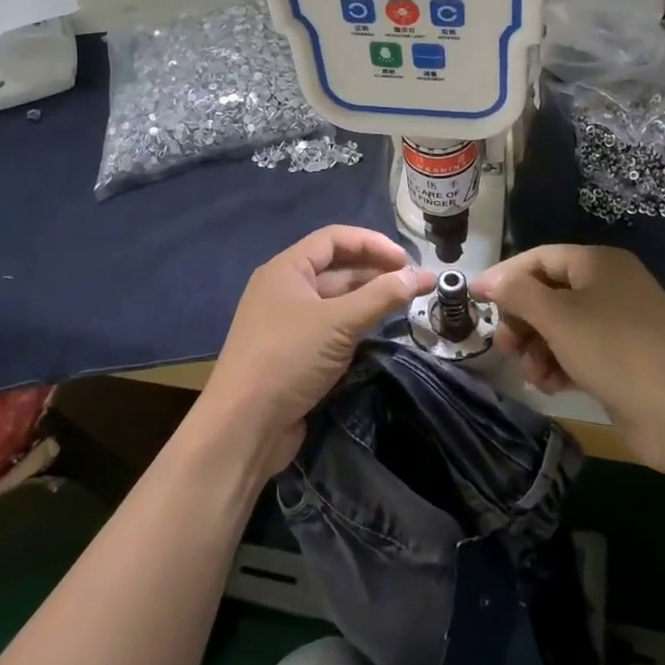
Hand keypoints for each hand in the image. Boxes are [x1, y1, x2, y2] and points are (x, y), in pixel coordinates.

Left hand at [201, 226, 432, 474]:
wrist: (243, 427)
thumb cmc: (288, 358)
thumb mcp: (338, 323)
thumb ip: (381, 296)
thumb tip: (420, 276)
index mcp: (286, 269)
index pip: (334, 238)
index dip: (372, 243)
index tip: (406, 261)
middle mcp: (284, 289)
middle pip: (336, 268)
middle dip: (375, 272)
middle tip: (413, 285)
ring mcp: (287, 322)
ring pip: (335, 300)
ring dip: (368, 299)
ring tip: (404, 306)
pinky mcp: (293, 353)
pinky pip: (330, 327)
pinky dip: (355, 325)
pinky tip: (379, 332)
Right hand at [474, 245, 664, 470]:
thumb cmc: (616, 352)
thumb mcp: (558, 317)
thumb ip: (517, 293)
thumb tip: (487, 280)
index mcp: (599, 263)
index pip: (539, 258)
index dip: (504, 277)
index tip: (475, 301)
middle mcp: (610, 285)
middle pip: (548, 292)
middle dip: (522, 320)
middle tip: (507, 346)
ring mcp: (620, 323)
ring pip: (561, 326)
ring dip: (538, 347)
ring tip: (533, 374)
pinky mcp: (624, 358)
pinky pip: (579, 350)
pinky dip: (560, 363)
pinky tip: (552, 385)